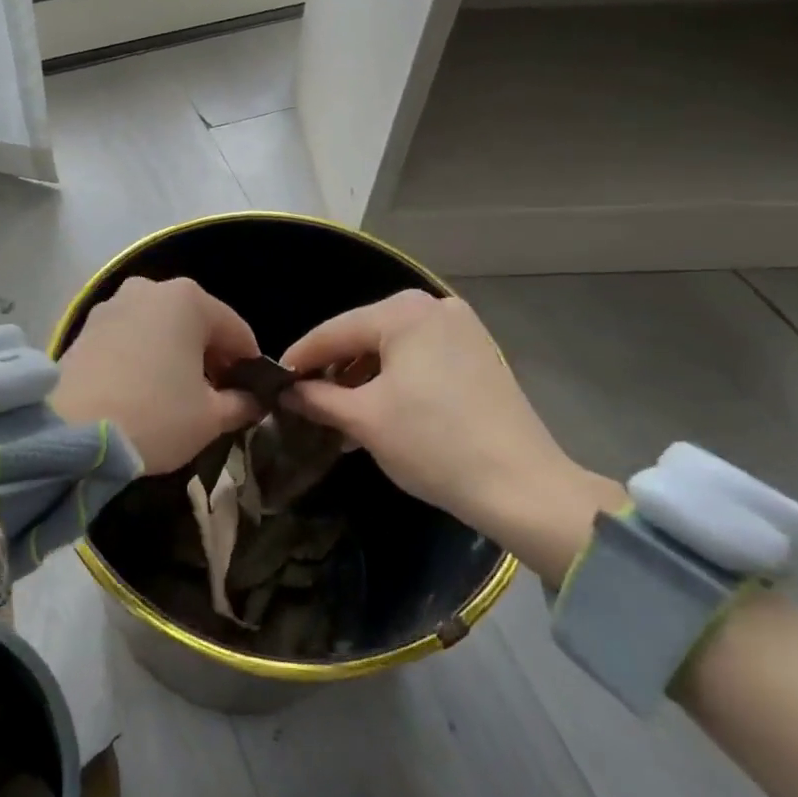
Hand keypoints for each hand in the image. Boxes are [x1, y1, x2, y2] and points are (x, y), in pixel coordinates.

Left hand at [52, 277, 264, 474]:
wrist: (73, 430)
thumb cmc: (155, 415)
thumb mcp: (210, 417)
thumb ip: (241, 403)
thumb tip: (252, 402)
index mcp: (188, 299)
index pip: (237, 331)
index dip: (249, 366)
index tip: (251, 397)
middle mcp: (150, 289)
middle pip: (196, 323)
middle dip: (210, 357)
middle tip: (215, 399)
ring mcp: (113, 304)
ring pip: (161, 327)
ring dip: (175, 354)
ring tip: (176, 395)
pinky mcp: (86, 326)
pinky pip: (130, 336)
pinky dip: (144, 355)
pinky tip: (142, 389)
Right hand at [280, 290, 623, 579]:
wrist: (524, 488)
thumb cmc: (434, 445)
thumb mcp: (363, 420)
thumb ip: (316, 398)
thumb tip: (285, 391)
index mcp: (403, 313)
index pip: (333, 331)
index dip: (300, 358)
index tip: (273, 381)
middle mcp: (434, 307)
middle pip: (363, 335)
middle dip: (334, 369)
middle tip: (306, 399)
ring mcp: (462, 328)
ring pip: (392, 347)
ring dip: (363, 377)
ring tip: (340, 413)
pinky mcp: (479, 354)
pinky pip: (420, 357)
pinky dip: (395, 379)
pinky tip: (380, 409)